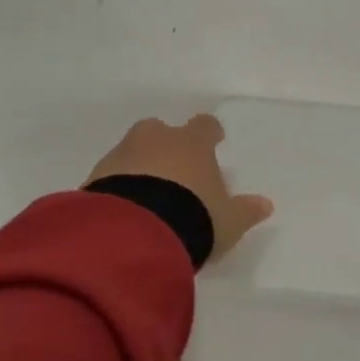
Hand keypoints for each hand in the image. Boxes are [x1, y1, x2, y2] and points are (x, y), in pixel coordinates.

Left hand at [87, 114, 273, 262]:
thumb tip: (266, 204)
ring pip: (130, 152)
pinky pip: (109, 177)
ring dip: (137, 166)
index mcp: (192, 143)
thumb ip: (245, 211)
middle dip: (164, 144)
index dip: (209, 133)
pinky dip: (116, 187)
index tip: (213, 140)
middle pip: (159, 130)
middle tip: (172, 170)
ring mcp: (120, 156)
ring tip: (145, 197)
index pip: (204, 126)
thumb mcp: (227, 221)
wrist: (133, 234)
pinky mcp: (93, 178)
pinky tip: (123, 211)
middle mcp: (155, 140)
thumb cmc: (192, 217)